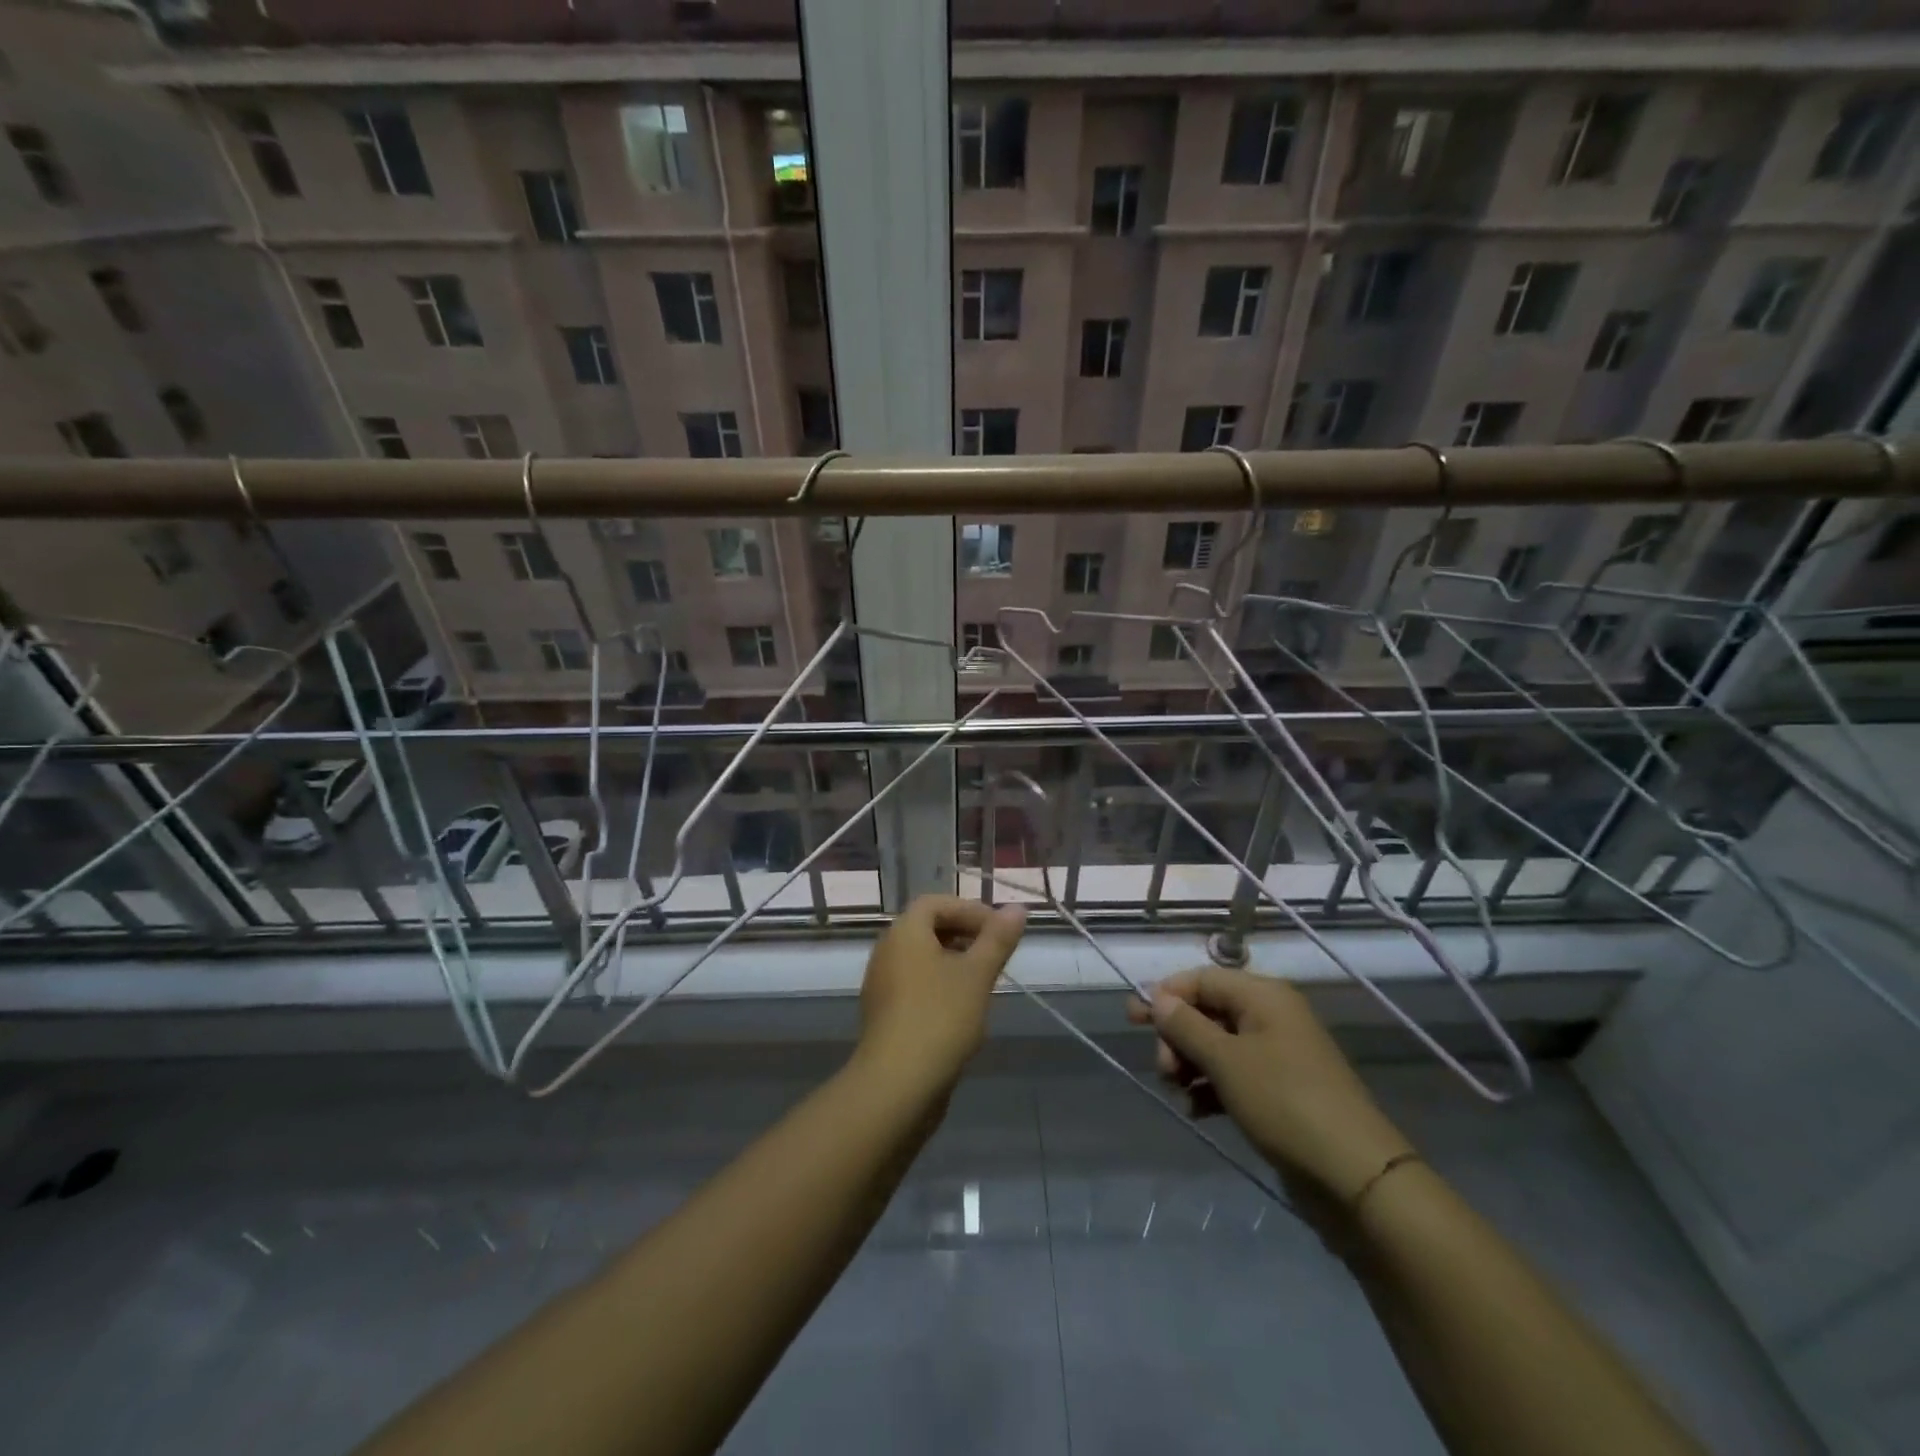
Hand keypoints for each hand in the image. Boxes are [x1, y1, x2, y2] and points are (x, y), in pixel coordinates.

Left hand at [854, 895, 1026, 1098]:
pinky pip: (915, 985)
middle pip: (927, 929)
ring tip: (985, 983)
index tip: (999, 930)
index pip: (936, 903)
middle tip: (996, 954)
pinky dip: (940, 986)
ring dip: (954, 963)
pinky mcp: (885, 1014)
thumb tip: (1018, 908)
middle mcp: (887, 951)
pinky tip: (964, 1012)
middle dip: (964, 935)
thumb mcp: (977, 974)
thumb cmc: (940, 1017)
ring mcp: (882, 985)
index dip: (969, 910)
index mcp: (904, 933)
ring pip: (922, 960)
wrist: (897, 1084)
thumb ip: (998, 939)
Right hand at [1128, 968, 1412, 1203]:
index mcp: (1264, 996)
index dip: (1166, 994)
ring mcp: (1277, 1055)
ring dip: (1190, 1064)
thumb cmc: (1285, 1103)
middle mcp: (1271, 1017)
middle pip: (1207, 1011)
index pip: (1202, 978)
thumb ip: (1186, 1026)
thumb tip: (1158, 998)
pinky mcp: (1280, 1090)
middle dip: (1177, 1036)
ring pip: (1217, 1045)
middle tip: (1163, 1069)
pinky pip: (1234, 1075)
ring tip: (1178, 1093)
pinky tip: (1196, 1110)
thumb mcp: (1227, 1061)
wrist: (1355, 1176)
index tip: (1133, 1019)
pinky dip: (1211, 1087)